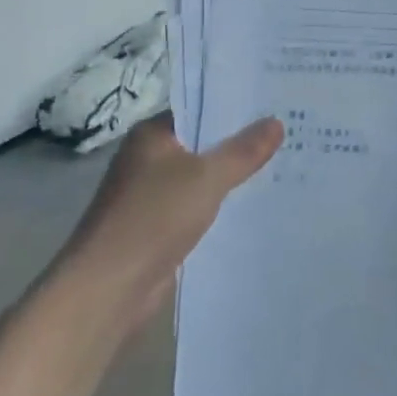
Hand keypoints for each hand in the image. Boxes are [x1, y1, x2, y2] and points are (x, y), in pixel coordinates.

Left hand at [60, 113, 282, 333]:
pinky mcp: (158, 228)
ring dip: (231, 177)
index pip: (198, 110)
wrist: (108, 288)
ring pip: (201, 178)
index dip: (234, 108)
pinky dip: (220, 206)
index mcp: (151, 135)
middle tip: (288, 135)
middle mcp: (148, 159)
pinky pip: (197, 207)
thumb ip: (243, 151)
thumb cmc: (153, 217)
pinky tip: (253, 207)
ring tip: (281, 167)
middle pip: (201, 144)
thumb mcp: (207, 178)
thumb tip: (276, 122)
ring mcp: (151, 195)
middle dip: (239, 144)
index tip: (273, 107)